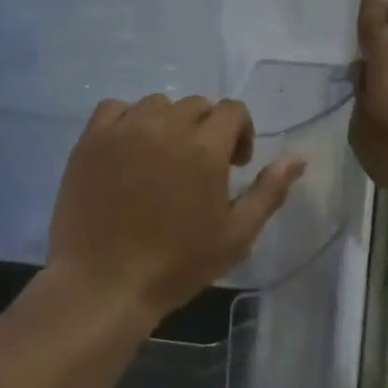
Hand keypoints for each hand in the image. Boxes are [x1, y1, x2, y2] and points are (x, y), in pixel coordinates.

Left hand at [48, 95, 305, 322]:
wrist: (105, 283)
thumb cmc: (177, 264)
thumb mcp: (237, 234)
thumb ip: (269, 191)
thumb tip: (297, 158)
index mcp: (205, 147)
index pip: (233, 110)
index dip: (241, 133)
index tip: (234, 166)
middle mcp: (166, 126)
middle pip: (197, 105)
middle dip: (207, 129)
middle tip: (200, 168)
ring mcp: (124, 130)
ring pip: (157, 104)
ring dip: (170, 123)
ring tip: (164, 159)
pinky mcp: (91, 140)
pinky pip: (116, 109)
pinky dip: (129, 120)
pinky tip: (130, 150)